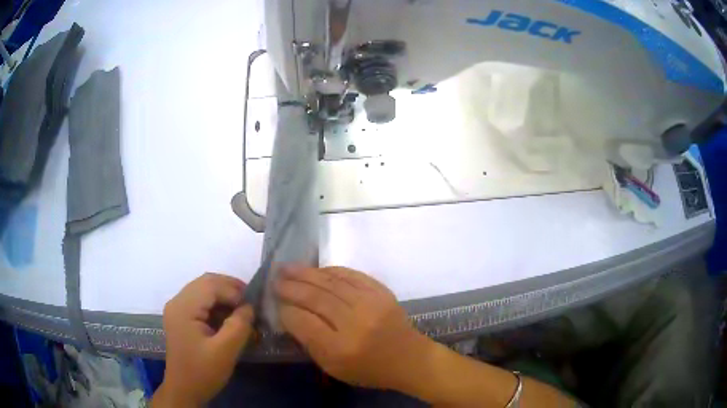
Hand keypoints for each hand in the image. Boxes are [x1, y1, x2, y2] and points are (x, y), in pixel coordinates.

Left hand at [153, 273, 253, 406]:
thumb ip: (238, 326)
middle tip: (250, 301)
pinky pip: (200, 301)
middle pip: (205, 282)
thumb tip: (249, 307)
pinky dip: (216, 304)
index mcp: (183, 308)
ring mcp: (177, 309)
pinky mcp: (180, 317)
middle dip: (230, 288)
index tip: (253, 307)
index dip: (234, 291)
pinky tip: (228, 316)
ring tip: (242, 309)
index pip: (211, 286)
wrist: (184, 390)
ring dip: (223, 295)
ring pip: (203, 290)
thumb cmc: (203, 372)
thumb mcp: (225, 351)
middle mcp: (177, 302)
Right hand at [276, 265, 429, 390]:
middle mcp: (355, 323)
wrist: (408, 359)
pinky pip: (351, 275)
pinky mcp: (382, 292)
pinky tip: (317, 270)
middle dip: (291, 287)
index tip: (276, 304)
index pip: (304, 322)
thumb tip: (290, 314)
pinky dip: (331, 270)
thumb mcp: (333, 367)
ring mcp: (371, 304)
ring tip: (287, 268)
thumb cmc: (368, 369)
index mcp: (340, 349)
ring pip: (331, 283)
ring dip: (306, 273)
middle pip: (316, 299)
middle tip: (275, 280)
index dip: (286, 311)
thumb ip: (309, 342)